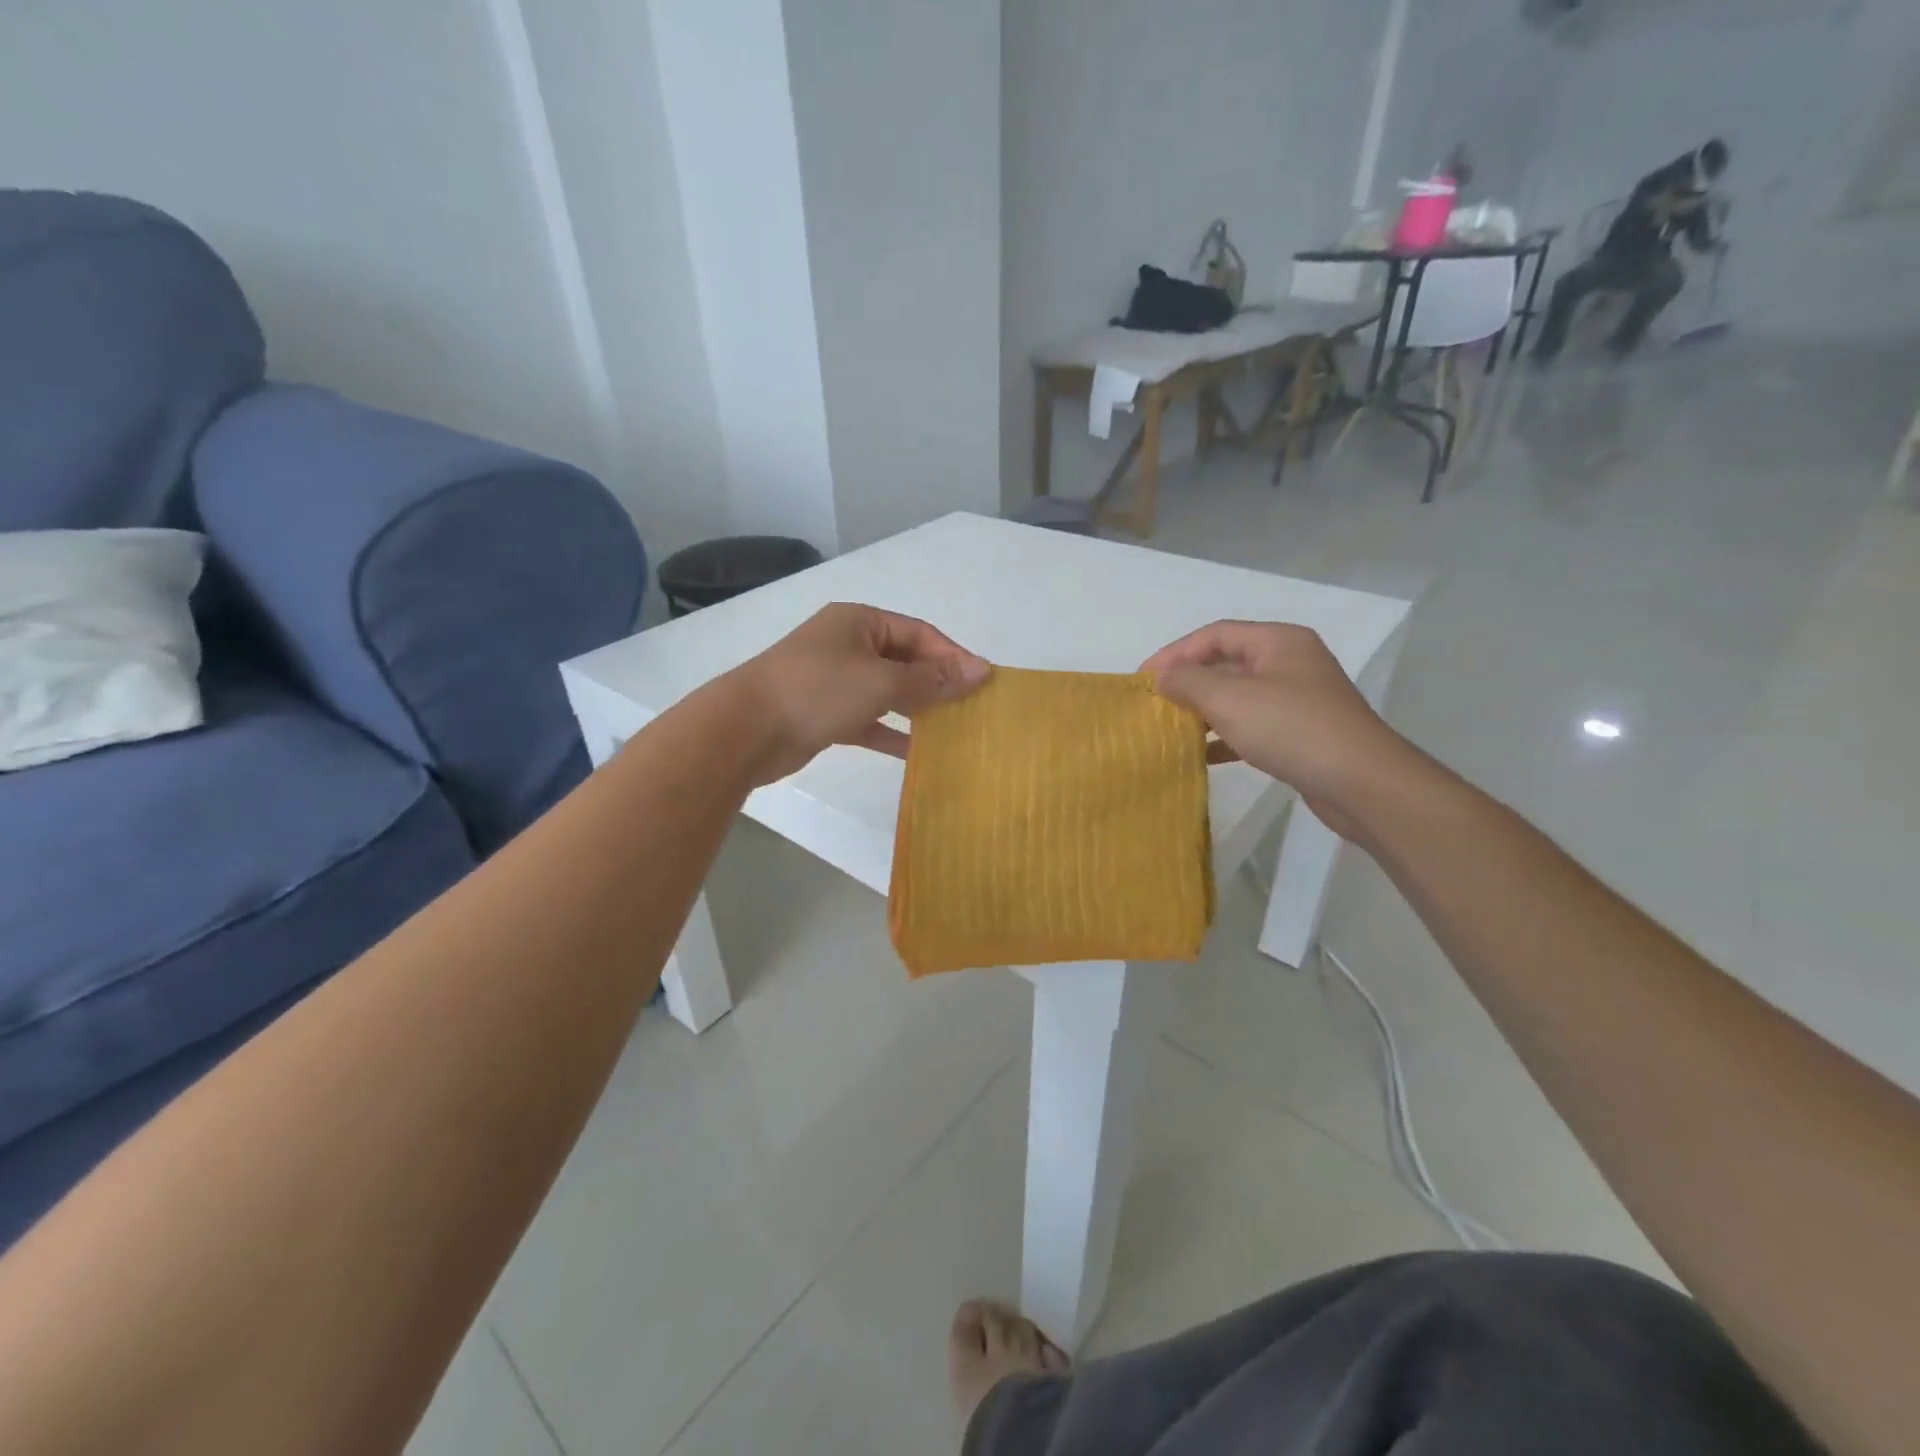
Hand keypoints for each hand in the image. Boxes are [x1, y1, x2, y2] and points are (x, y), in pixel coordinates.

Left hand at [732, 603, 989, 784]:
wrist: (746, 729)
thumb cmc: (818, 691)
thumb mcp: (881, 681)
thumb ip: (932, 679)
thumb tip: (980, 670)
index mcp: (860, 622)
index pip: (919, 633)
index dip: (953, 656)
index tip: (983, 683)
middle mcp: (848, 644)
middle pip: (905, 660)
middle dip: (938, 683)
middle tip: (972, 708)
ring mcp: (834, 679)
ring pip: (888, 691)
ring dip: (918, 709)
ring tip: (953, 729)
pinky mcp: (825, 713)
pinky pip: (869, 718)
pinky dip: (891, 732)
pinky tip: (917, 753)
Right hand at [1141, 621, 1412, 836]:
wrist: (1361, 783)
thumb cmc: (1292, 728)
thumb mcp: (1230, 699)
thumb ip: (1188, 682)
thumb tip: (1161, 676)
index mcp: (1278, 641)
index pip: (1215, 634)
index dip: (1174, 653)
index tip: (1142, 680)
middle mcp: (1290, 663)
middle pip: (1226, 663)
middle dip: (1188, 682)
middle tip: (1154, 703)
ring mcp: (1298, 700)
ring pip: (1238, 697)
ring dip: (1203, 711)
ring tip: (1170, 728)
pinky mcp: (1300, 733)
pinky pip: (1252, 726)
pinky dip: (1224, 737)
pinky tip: (1201, 755)